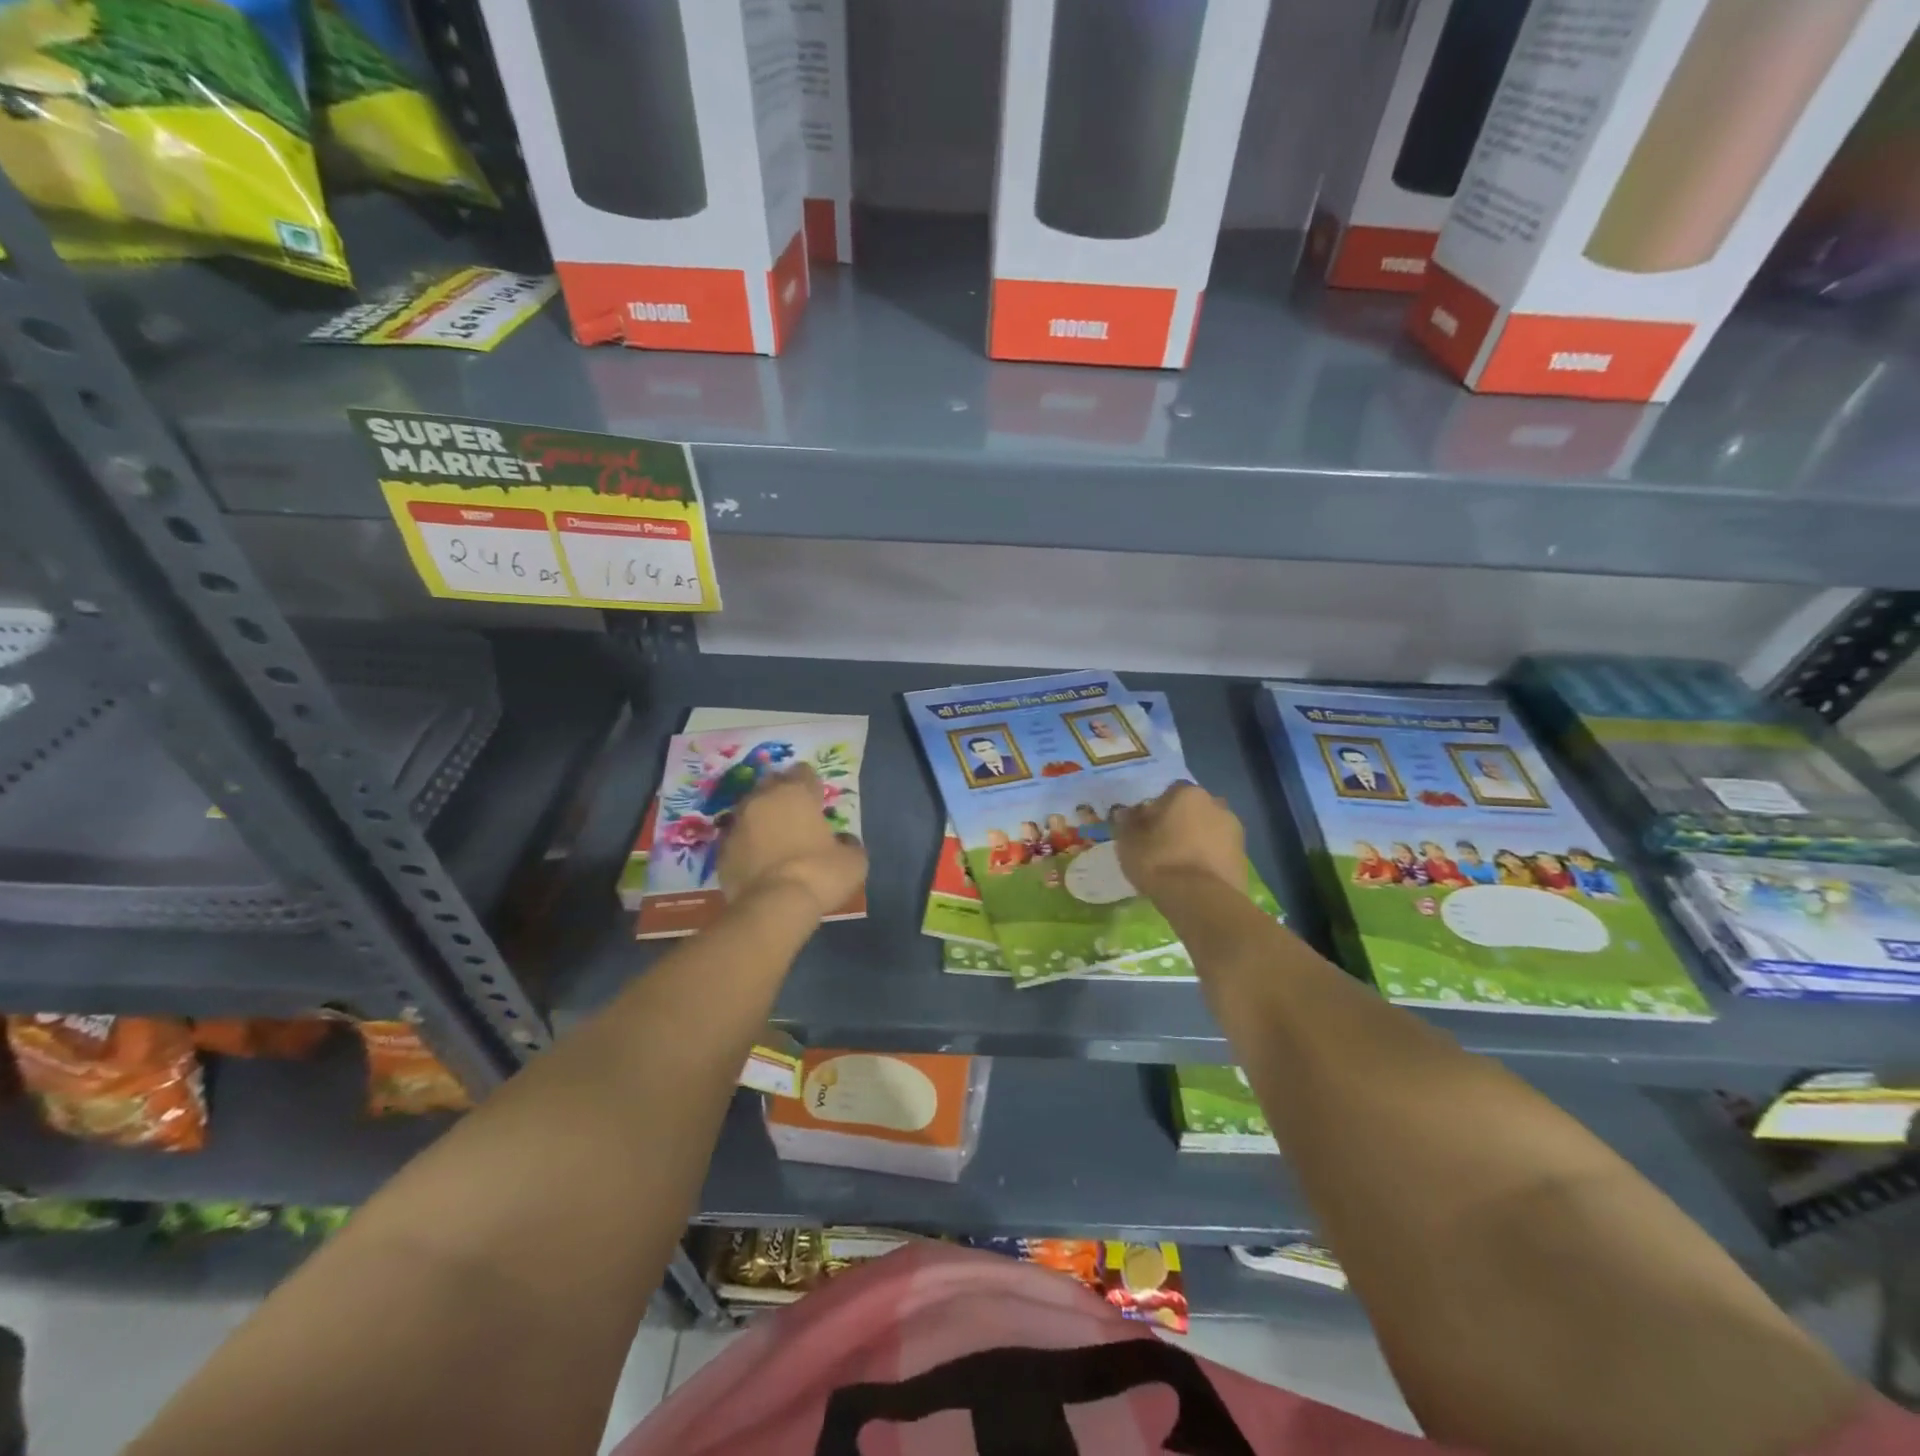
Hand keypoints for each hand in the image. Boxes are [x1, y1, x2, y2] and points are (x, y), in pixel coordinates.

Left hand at [717, 765, 867, 920]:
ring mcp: (737, 824)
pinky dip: (748, 845)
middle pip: (772, 785)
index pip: (803, 772)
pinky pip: (738, 840)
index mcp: (795, 792)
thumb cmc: (819, 874)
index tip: (818, 800)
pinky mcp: (721, 851)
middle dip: (783, 796)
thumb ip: (849, 843)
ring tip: (776, 840)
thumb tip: (844, 841)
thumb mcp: (853, 860)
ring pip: (750, 811)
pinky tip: (760, 862)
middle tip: (796, 816)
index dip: (812, 785)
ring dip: (762, 820)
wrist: (773, 907)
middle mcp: (762, 799)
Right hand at [1114, 782, 1246, 897]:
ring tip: (1178, 866)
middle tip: (1161, 846)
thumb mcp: (1128, 842)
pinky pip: (1219, 853)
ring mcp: (1234, 832)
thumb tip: (1124, 812)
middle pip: (1191, 810)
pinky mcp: (1244, 858)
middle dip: (1179, 824)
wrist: (1202, 900)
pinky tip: (1194, 878)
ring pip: (1208, 831)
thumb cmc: (1159, 862)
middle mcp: (1216, 804)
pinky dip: (1208, 860)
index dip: (1154, 811)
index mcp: (1187, 794)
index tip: (1144, 830)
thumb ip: (1125, 823)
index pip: (1167, 794)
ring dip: (1196, 842)